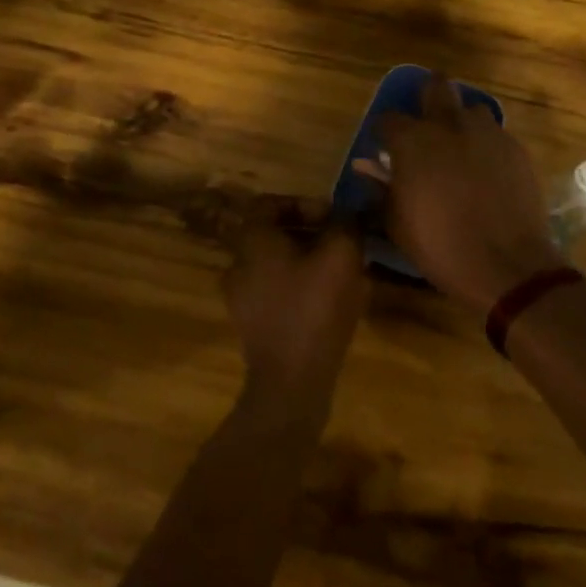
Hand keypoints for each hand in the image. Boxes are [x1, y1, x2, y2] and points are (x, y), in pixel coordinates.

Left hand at [223, 200, 366, 419]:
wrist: (292, 382)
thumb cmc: (314, 308)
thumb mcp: (341, 254)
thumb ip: (345, 223)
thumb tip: (348, 211)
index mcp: (251, 241)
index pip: (268, 204)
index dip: (302, 203)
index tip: (330, 217)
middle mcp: (237, 265)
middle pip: (273, 235)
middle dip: (310, 234)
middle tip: (341, 243)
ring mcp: (241, 298)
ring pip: (277, 264)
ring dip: (308, 261)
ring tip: (341, 272)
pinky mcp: (252, 326)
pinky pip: (277, 292)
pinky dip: (300, 287)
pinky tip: (329, 301)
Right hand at [358, 74, 559, 315]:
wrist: (507, 264)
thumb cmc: (441, 246)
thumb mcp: (397, 225)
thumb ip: (380, 191)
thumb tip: (367, 171)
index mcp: (413, 141)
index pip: (388, 119)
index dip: (384, 132)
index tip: (385, 148)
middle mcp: (449, 125)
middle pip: (436, 86)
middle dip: (427, 96)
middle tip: (426, 124)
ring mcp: (487, 132)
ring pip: (471, 109)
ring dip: (462, 122)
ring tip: (460, 150)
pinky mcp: (515, 147)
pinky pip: (496, 134)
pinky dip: (486, 146)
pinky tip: (487, 172)